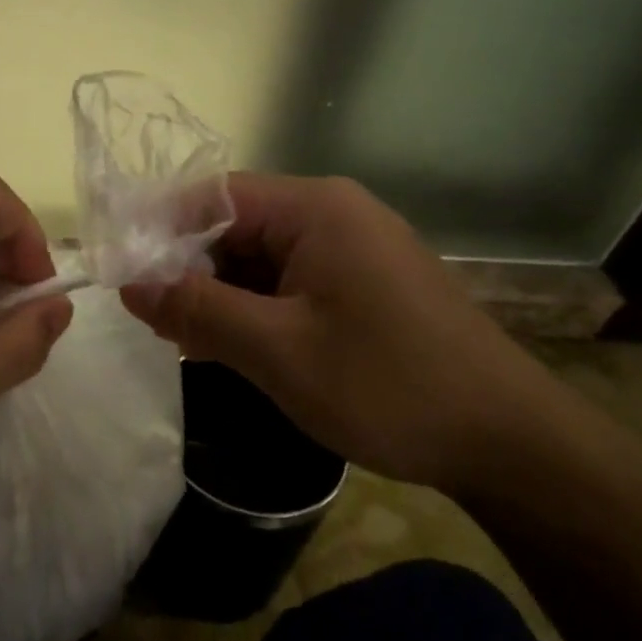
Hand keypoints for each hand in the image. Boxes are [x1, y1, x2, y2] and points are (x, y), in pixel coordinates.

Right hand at [120, 174, 540, 490]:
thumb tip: (130, 285)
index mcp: (315, 208)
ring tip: (191, 341)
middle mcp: (334, 213)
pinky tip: (242, 348)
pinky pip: (293, 280)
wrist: (513, 444)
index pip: (214, 195)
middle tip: (157, 321)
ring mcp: (355, 247)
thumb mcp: (277, 350)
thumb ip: (197, 310)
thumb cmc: (388, 384)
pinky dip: (260, 308)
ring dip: (225, 294)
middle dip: (193, 269)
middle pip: (237, 225)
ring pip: (263, 257)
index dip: (163, 231)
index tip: (128, 276)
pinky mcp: (367, 282)